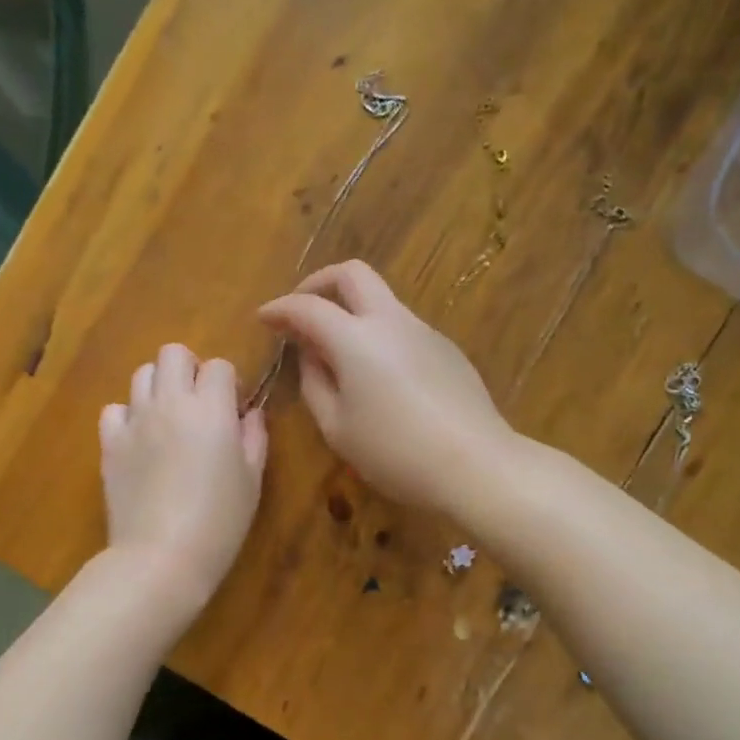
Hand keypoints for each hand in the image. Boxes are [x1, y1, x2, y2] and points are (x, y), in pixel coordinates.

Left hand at [99, 344, 267, 599]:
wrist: (161, 556)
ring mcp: (135, 420)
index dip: (229, 384)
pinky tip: (139, 442)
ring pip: (142, 374)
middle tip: (199, 403)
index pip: (219, 366)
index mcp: (211, 409)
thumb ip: (254, 437)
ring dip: (159, 387)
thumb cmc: (219, 522)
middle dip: (190, 369)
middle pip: (173, 353)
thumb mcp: (252, 480)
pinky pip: (115, 409)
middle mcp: (170, 402)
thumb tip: (250, 414)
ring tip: (168, 420)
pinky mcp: (109, 443)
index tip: (233, 411)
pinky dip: (128, 417)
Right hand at [257, 260, 511, 510]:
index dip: (279, 309)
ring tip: (336, 352)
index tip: (263, 319)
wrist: (475, 465)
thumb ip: (315, 384)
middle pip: (352, 274)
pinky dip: (377, 333)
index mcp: (356, 339)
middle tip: (301, 310)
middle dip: (318, 283)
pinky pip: (401, 326)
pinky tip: (377, 375)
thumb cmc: (395, 453)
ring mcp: (424, 331)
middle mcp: (391, 321)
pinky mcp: (446, 348)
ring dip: (351, 310)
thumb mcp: (337, 428)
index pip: (307, 307)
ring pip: (381, 299)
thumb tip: (311, 355)